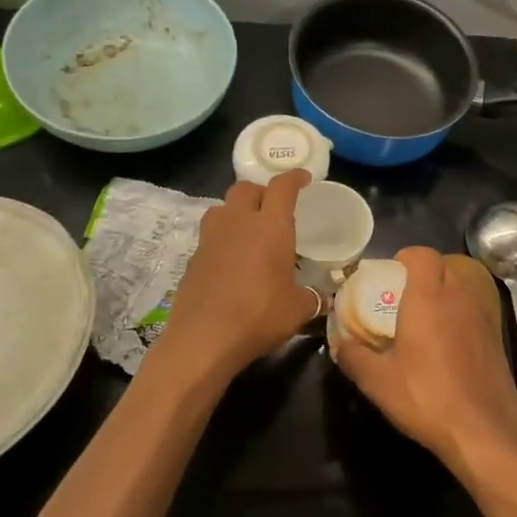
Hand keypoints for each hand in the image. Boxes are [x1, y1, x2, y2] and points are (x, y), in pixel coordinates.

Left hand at [155, 171, 322, 376]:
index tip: (303, 179)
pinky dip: (222, 238)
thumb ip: (313, 298)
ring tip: (248, 229)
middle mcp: (238, 222)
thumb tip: (324, 299)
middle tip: (273, 207)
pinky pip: (210, 235)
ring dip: (236, 210)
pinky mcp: (193, 258)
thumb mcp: (298, 309)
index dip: (294, 178)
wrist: (203, 339)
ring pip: (222, 207)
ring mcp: (210, 238)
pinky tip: (231, 260)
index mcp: (270, 226)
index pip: (282, 187)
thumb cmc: (259, 316)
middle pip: (246, 188)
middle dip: (261, 191)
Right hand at [332, 246, 516, 471]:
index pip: (422, 254)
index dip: (406, 257)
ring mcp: (482, 318)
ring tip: (421, 319)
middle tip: (401, 295)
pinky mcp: (496, 339)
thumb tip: (339, 345)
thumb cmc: (426, 397)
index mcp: (429, 297)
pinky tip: (445, 346)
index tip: (389, 273)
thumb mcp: (377, 381)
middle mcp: (459, 298)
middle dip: (423, 272)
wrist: (484, 432)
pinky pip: (473, 311)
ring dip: (443, 293)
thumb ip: (354, 357)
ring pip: (462, 287)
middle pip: (444, 265)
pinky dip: (458, 315)